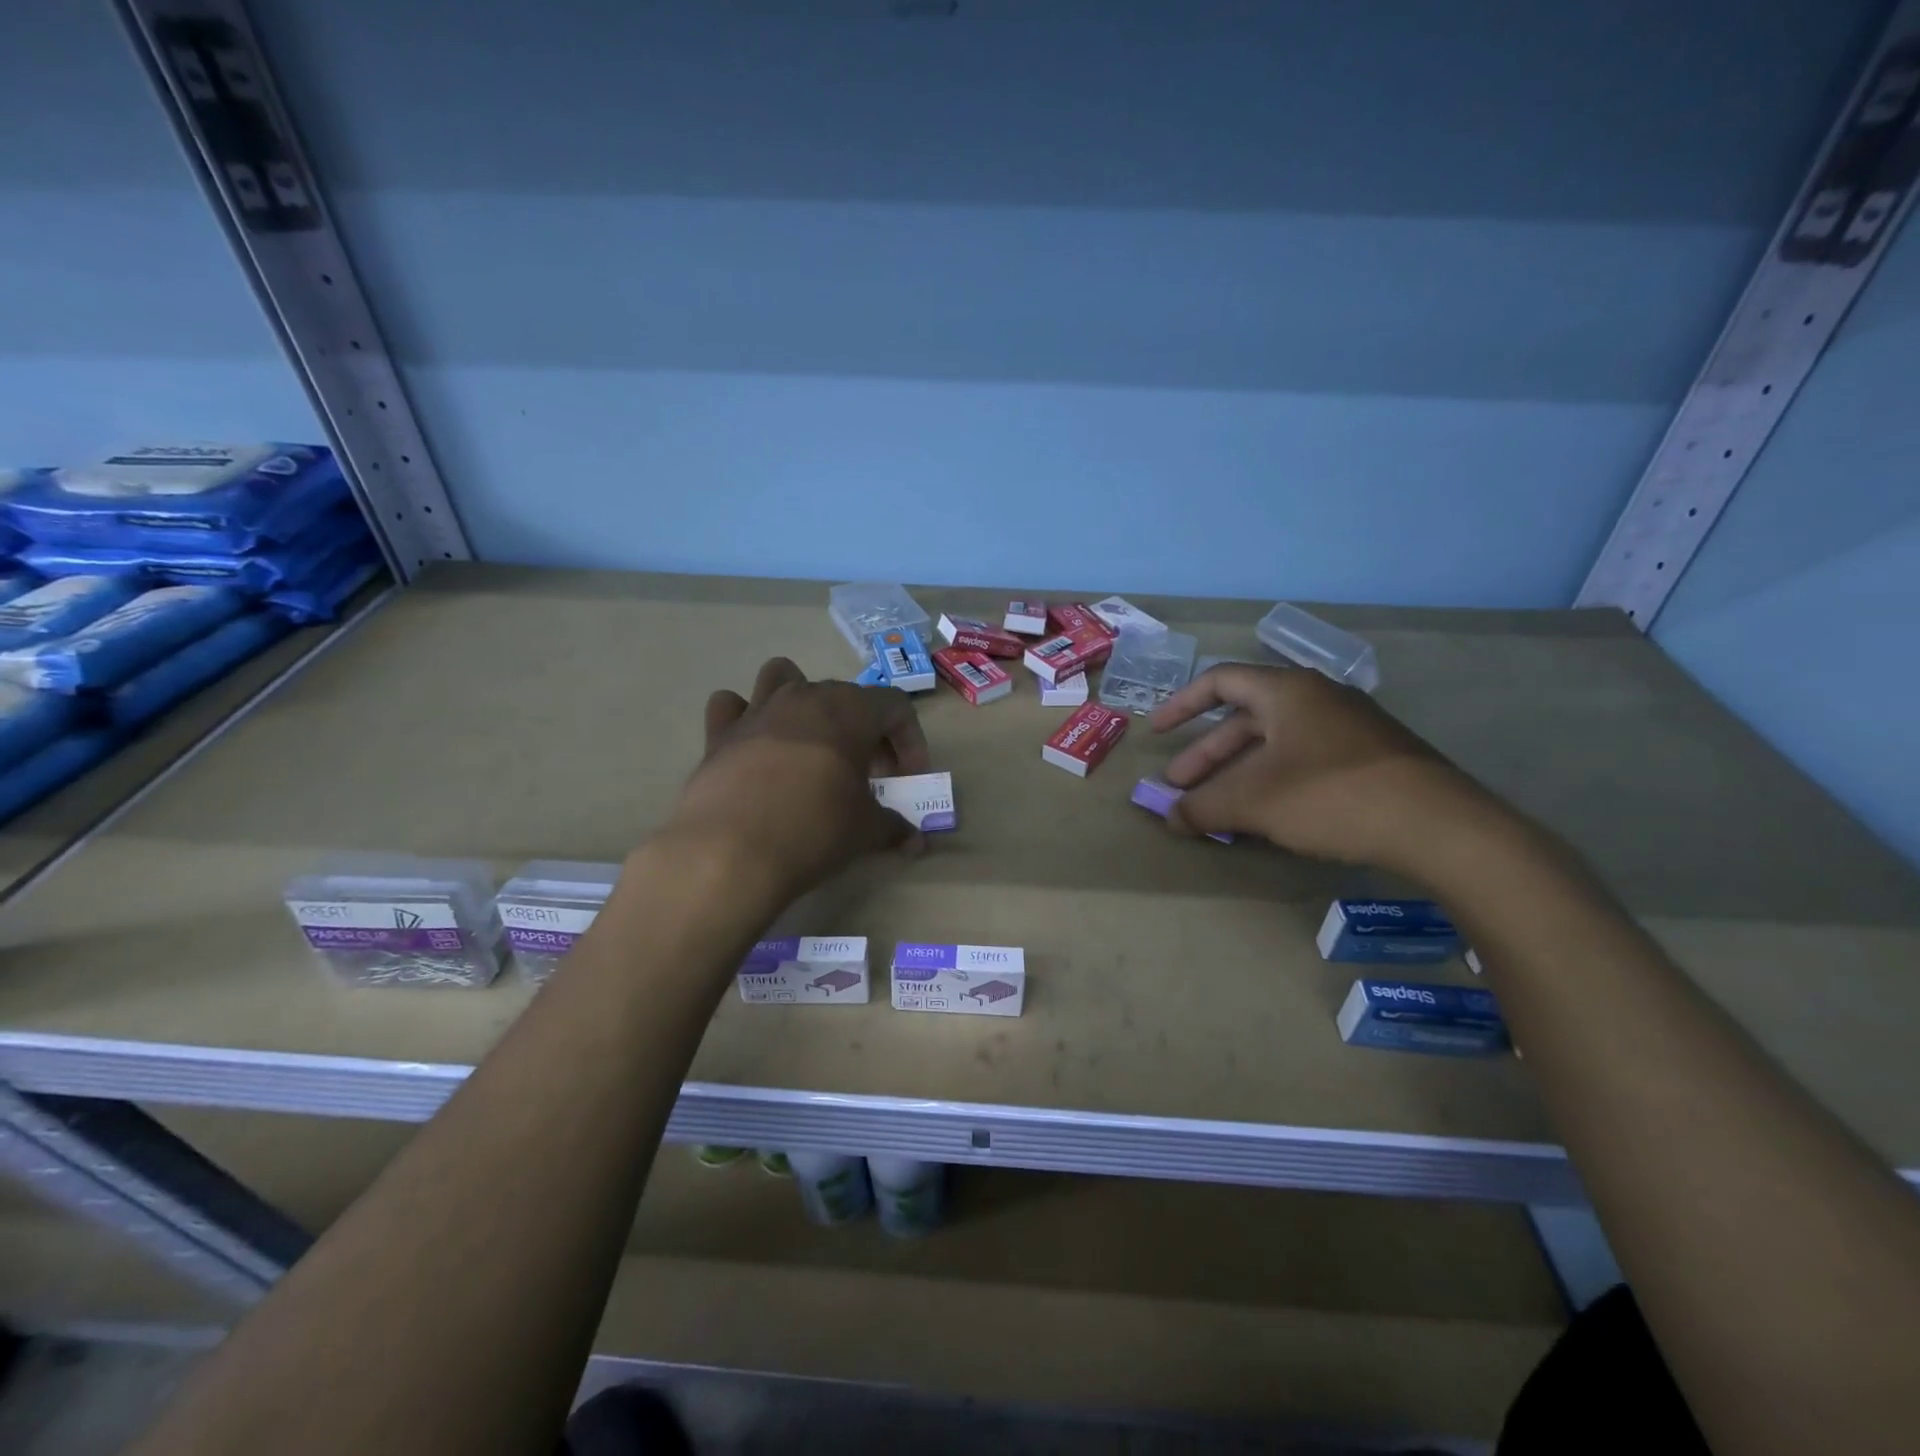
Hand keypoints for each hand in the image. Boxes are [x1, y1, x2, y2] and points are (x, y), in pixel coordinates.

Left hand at [666, 657, 931, 899]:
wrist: (730, 851)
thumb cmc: (815, 828)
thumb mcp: (867, 831)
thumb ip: (895, 827)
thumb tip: (915, 840)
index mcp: (849, 709)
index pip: (896, 706)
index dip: (910, 741)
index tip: (908, 779)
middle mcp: (804, 696)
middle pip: (846, 697)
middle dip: (864, 733)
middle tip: (868, 778)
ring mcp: (758, 710)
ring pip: (783, 678)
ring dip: (802, 703)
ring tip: (810, 744)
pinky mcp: (719, 733)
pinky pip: (732, 707)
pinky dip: (745, 719)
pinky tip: (755, 748)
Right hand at [1148, 664, 1501, 871]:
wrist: (1438, 825)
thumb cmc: (1331, 795)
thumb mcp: (1254, 802)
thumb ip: (1204, 807)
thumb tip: (1170, 817)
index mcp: (1287, 691)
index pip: (1220, 681)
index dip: (1181, 704)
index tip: (1157, 732)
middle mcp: (1317, 698)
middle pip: (1245, 718)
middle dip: (1206, 753)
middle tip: (1180, 786)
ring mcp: (1349, 727)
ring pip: (1275, 742)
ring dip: (1238, 771)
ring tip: (1217, 806)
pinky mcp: (1371, 757)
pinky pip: (1304, 758)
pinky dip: (1273, 780)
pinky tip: (1267, 813)